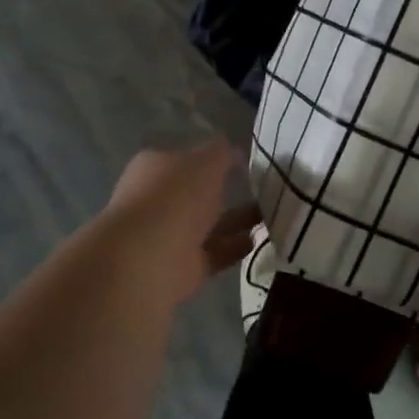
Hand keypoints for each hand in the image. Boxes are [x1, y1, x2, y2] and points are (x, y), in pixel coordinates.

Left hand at [95, 141, 259, 308]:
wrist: (148, 260)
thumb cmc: (174, 198)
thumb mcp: (205, 162)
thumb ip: (221, 153)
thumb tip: (232, 151)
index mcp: (154, 168)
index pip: (185, 158)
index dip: (212, 158)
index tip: (244, 161)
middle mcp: (159, 201)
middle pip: (197, 193)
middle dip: (227, 191)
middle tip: (264, 189)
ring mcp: (169, 236)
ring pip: (209, 224)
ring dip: (238, 219)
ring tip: (271, 214)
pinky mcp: (183, 267)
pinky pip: (215, 253)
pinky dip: (234, 247)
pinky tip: (258, 239)